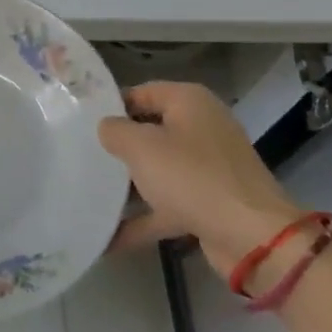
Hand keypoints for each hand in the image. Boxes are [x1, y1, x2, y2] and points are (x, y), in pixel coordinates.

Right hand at [99, 82, 304, 280]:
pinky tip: (107, 238)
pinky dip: (141, 219)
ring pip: (157, 170)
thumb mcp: (141, 147)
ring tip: (86, 194)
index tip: (79, 122)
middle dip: (117, 147)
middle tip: (79, 156)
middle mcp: (200, 128)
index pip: (140, 93)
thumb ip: (114, 131)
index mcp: (188, 102)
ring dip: (126, 185)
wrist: (252, 238)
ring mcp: (207, 167)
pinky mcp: (208, 203)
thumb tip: (106, 128)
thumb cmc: (192, 177)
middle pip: (148, 131)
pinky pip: (166, 205)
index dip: (110, 106)